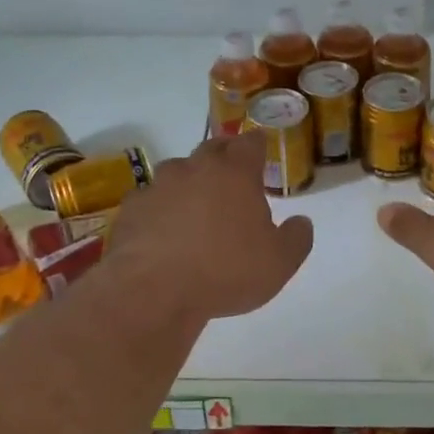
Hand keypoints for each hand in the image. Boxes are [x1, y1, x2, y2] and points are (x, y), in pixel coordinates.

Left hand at [104, 134, 312, 322]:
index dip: (258, 145)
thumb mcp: (279, 263)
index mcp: (235, 173)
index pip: (250, 143)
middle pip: (212, 148)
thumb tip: (301, 221)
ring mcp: (158, 186)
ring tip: (196, 207)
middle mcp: (195, 169)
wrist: (152, 291)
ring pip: (177, 172)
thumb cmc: (225, 271)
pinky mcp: (131, 208)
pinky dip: (160, 209)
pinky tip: (163, 232)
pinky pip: (151, 200)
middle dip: (224, 155)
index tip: (261, 150)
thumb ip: (296, 238)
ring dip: (189, 182)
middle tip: (232, 174)